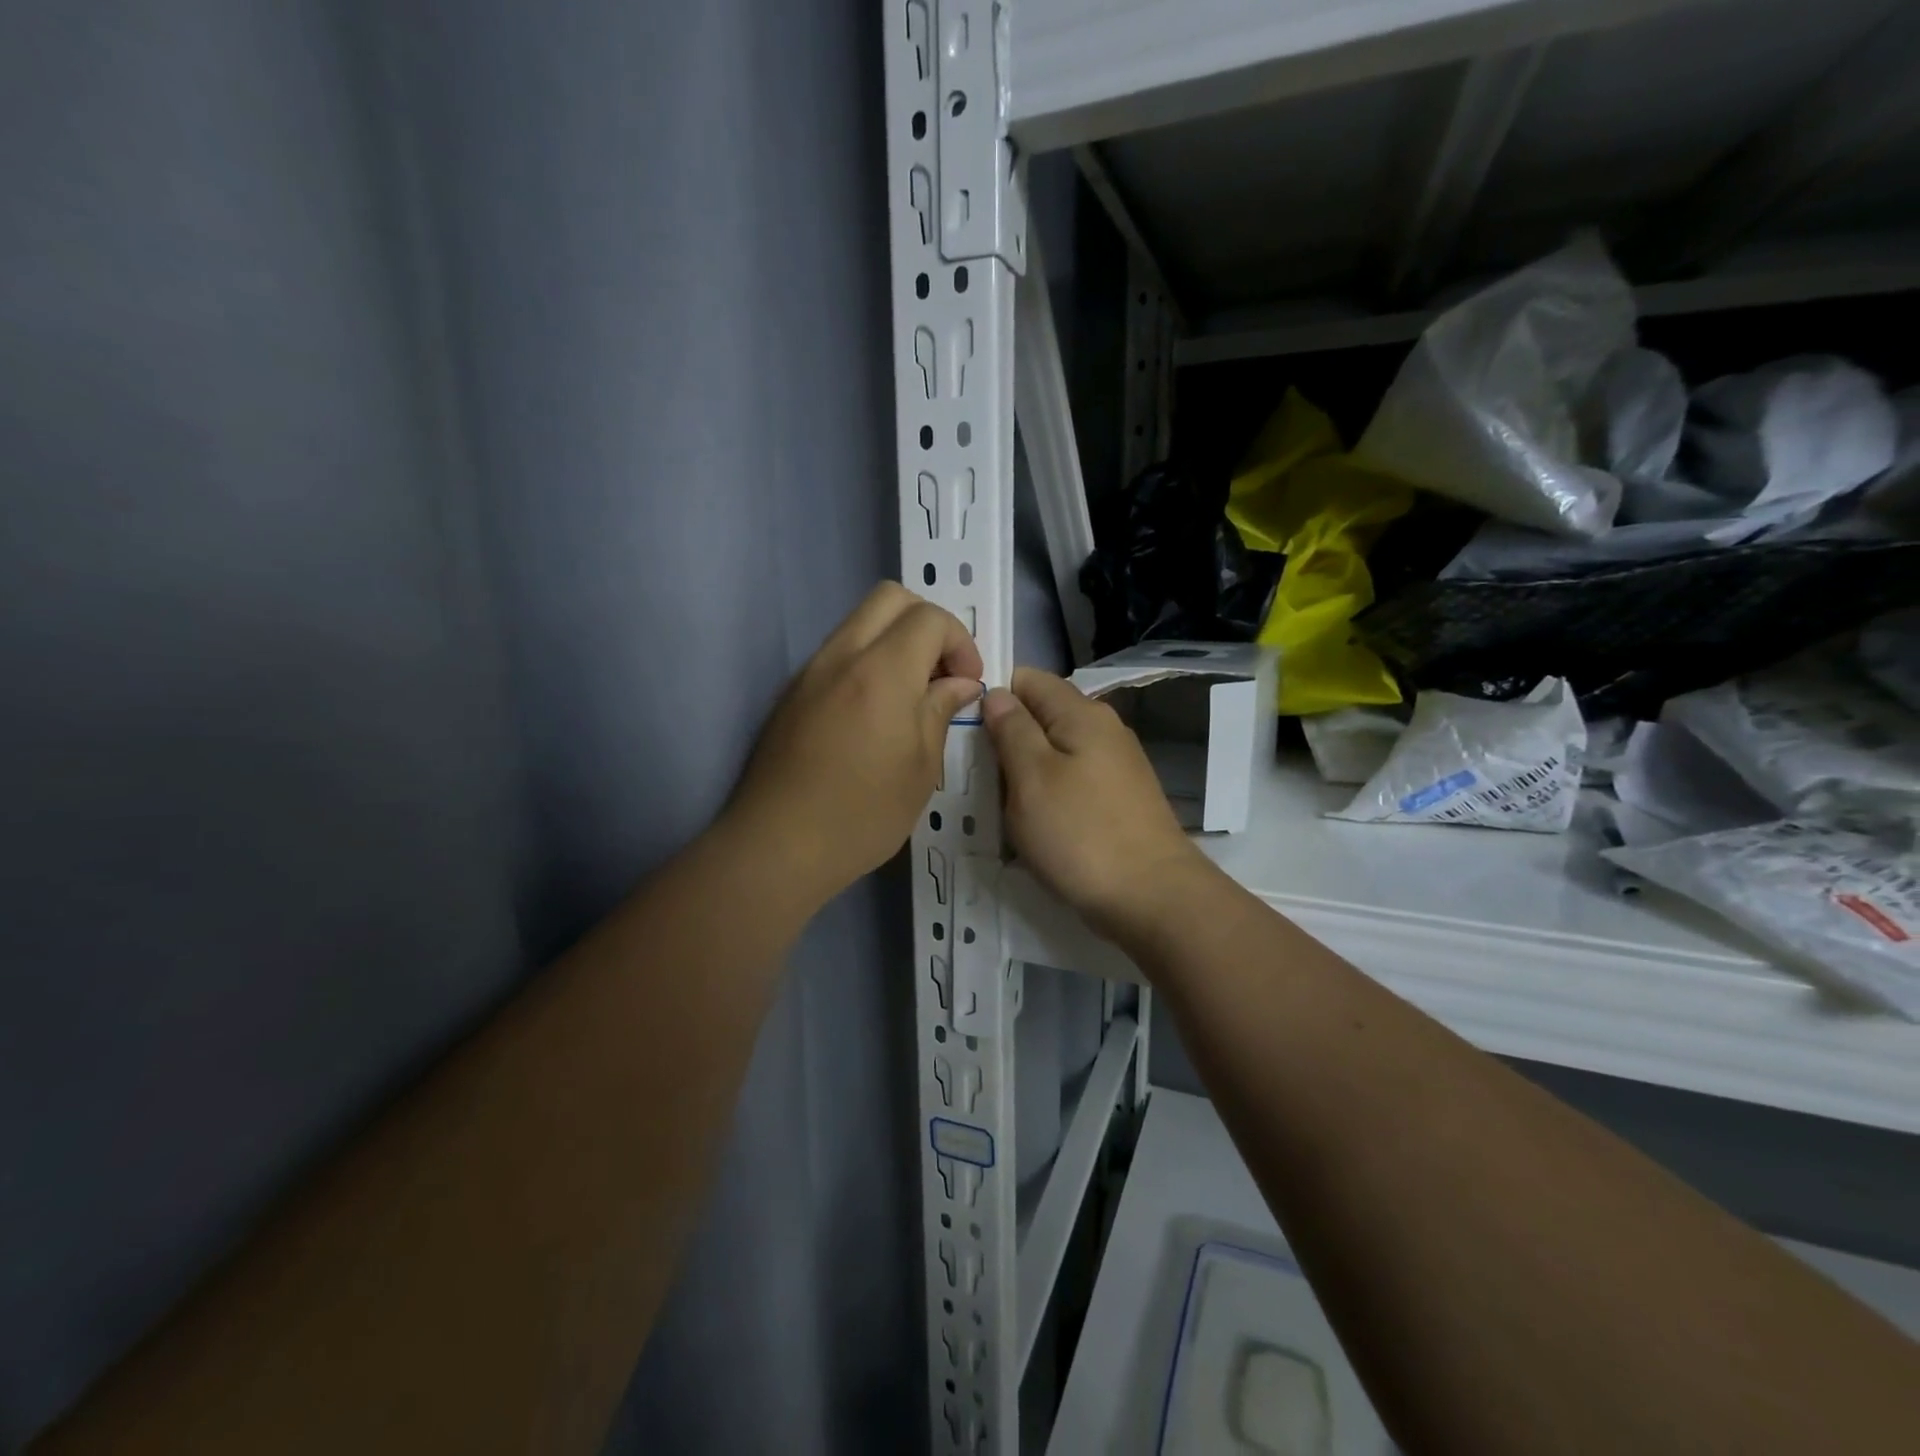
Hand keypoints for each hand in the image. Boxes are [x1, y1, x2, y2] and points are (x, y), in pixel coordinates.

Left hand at [726, 582, 982, 905]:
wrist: (777, 847)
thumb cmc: (861, 815)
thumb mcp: (921, 769)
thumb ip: (940, 711)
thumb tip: (959, 684)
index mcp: (881, 672)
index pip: (929, 618)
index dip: (960, 642)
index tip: (967, 684)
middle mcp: (841, 656)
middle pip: (889, 598)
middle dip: (927, 623)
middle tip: (941, 673)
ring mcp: (810, 671)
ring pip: (859, 622)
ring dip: (895, 640)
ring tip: (911, 694)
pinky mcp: (792, 692)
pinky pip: (837, 652)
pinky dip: (867, 660)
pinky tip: (874, 712)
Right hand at [984, 668, 1207, 938]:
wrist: (1151, 897)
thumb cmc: (1081, 833)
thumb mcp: (1031, 777)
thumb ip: (1011, 729)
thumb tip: (997, 694)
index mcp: (1081, 713)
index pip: (1028, 679)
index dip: (993, 695)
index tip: (964, 728)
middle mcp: (1103, 729)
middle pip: (1041, 716)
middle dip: (1006, 738)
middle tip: (975, 772)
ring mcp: (1115, 766)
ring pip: (1054, 753)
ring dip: (1024, 772)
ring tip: (997, 802)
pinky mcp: (1118, 799)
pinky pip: (1070, 782)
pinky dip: (1047, 795)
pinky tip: (1032, 822)